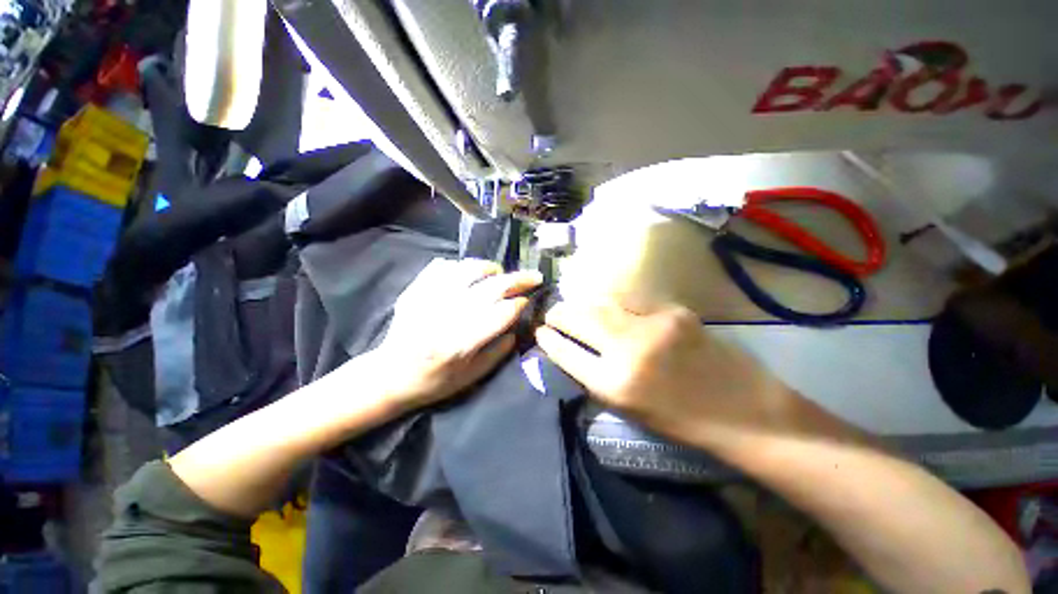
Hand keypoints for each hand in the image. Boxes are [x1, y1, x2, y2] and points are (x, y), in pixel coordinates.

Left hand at [372, 259, 541, 410]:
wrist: (389, 375)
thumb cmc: (434, 381)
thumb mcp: (472, 377)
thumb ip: (499, 351)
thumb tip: (516, 325)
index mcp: (462, 343)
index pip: (502, 313)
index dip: (520, 304)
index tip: (529, 301)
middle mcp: (447, 316)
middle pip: (492, 287)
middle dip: (518, 279)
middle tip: (534, 276)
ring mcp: (430, 299)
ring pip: (470, 269)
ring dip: (491, 269)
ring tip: (500, 274)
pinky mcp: (416, 290)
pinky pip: (444, 266)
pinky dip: (462, 266)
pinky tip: (468, 276)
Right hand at [535, 301, 795, 447]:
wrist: (742, 410)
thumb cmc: (680, 419)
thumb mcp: (628, 408)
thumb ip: (595, 376)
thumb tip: (571, 348)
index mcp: (614, 385)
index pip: (565, 353)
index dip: (548, 340)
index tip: (540, 332)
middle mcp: (627, 351)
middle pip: (578, 320)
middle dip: (558, 314)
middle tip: (552, 312)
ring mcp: (652, 326)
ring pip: (601, 304)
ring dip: (583, 304)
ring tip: (575, 306)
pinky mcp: (673, 312)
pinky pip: (631, 302)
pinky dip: (615, 304)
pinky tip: (611, 306)